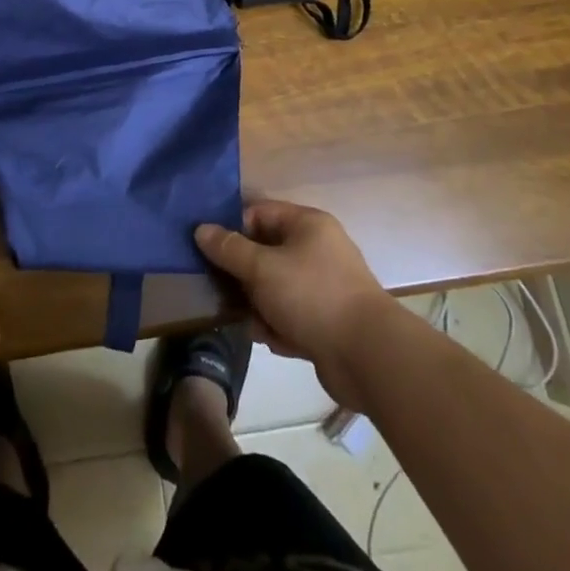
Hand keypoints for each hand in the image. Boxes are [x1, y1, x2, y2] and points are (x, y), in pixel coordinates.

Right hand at [196, 200, 391, 404]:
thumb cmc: (312, 296)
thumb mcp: (261, 268)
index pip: (259, 213)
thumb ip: (229, 248)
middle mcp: (317, 249)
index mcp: (307, 224)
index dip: (232, 228)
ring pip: (275, 287)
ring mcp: (324, 286)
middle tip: (220, 288)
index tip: (208, 249)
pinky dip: (279, 326)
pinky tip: (271, 340)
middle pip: (265, 252)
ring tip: (249, 321)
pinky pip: (291, 315)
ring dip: (258, 304)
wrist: (368, 357)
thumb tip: (201, 229)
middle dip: (243, 274)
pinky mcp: (327, 321)